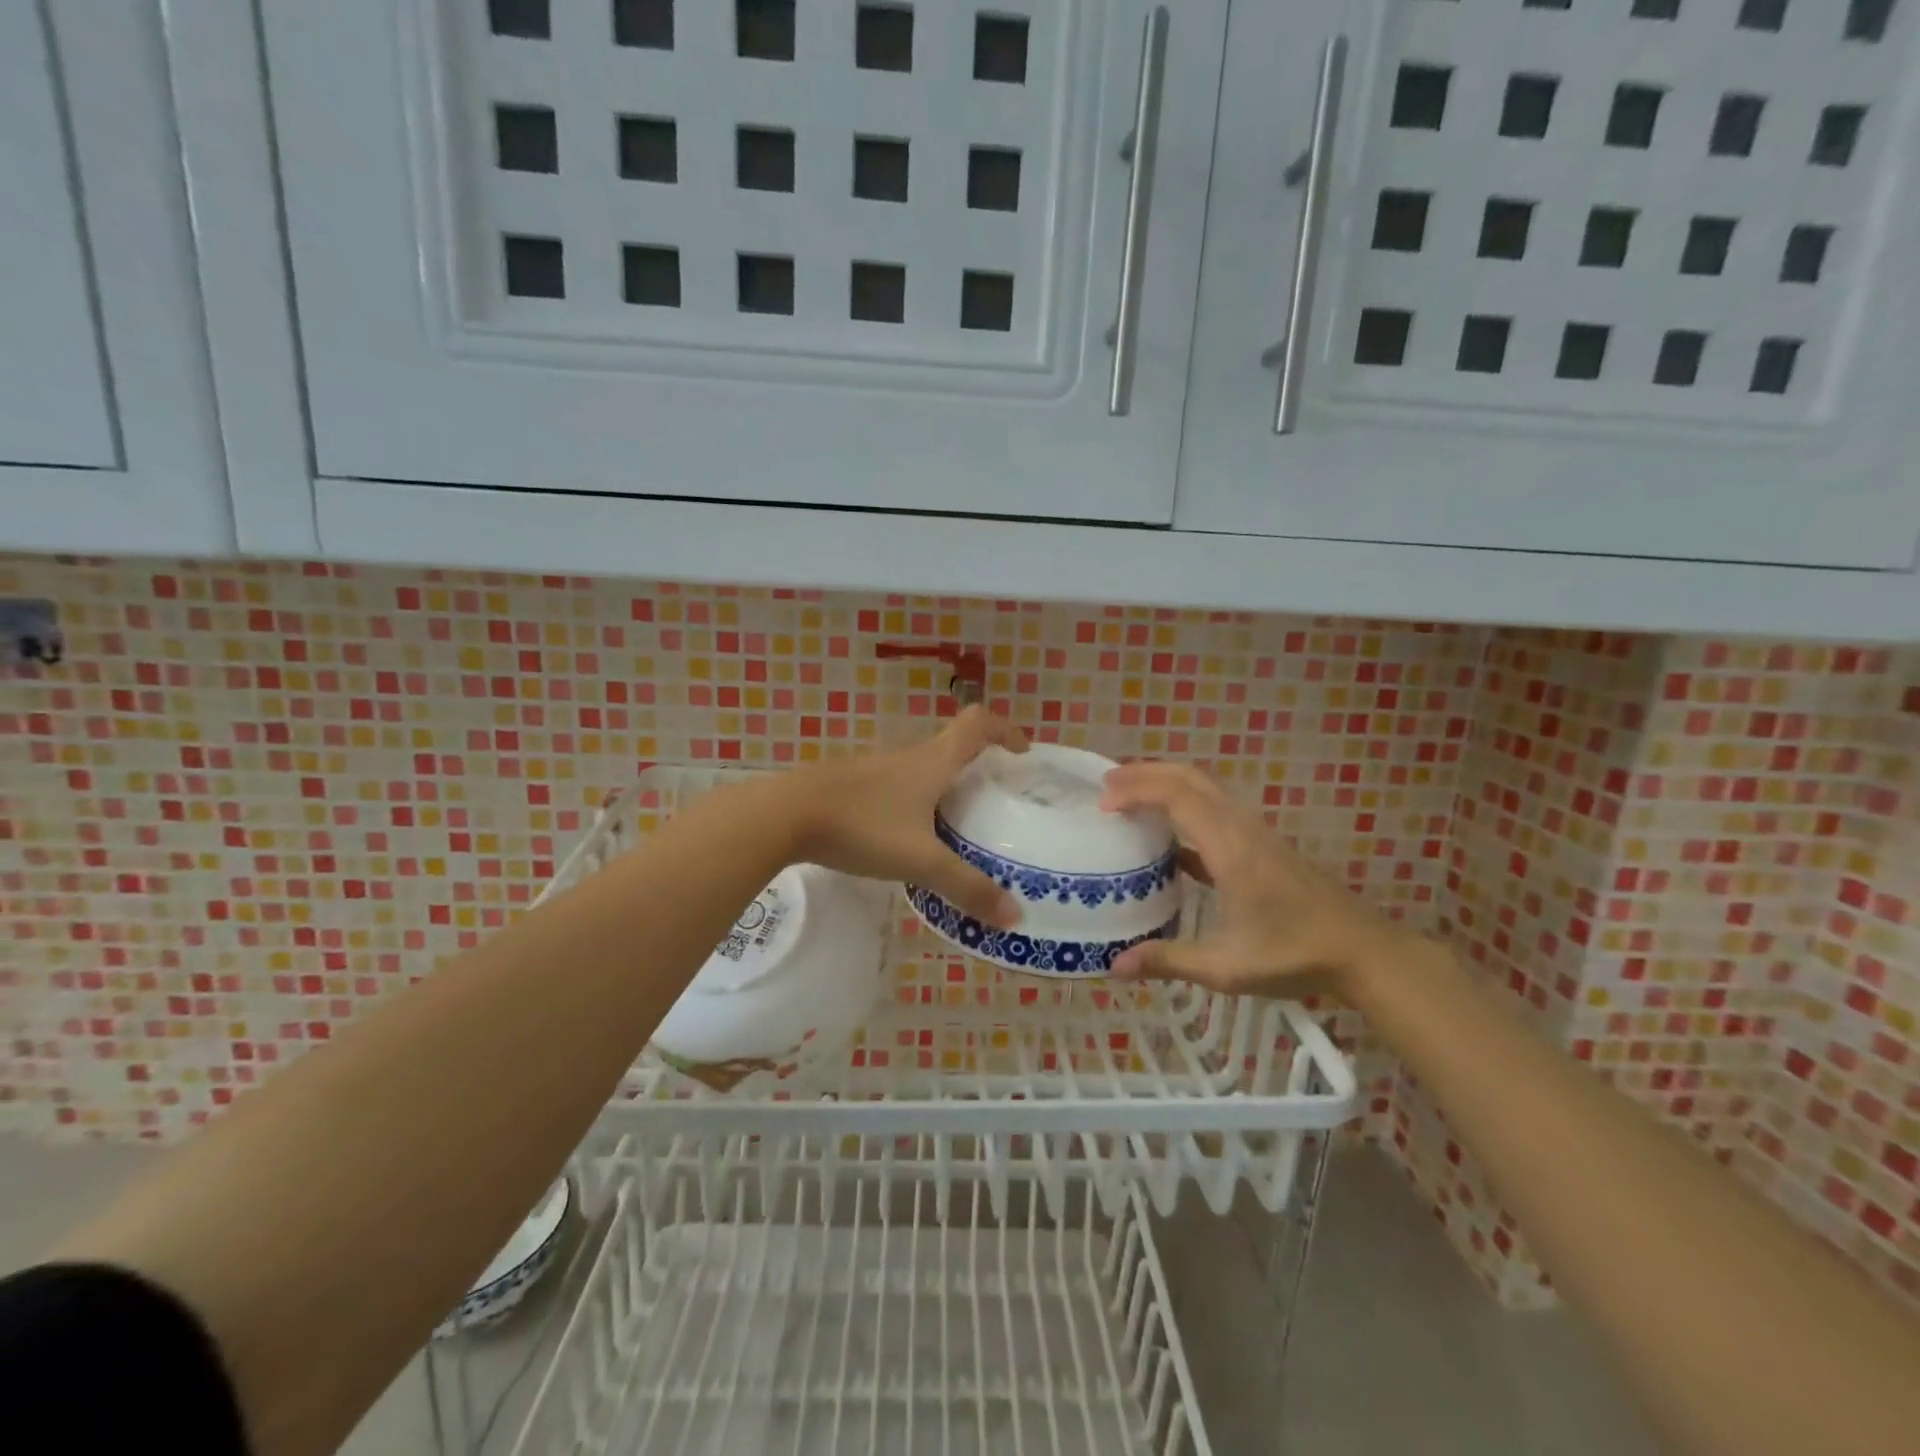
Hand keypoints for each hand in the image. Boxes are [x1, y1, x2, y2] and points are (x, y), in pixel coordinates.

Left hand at [777, 706, 1028, 927]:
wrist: (783, 816)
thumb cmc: (861, 827)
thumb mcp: (920, 861)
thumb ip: (967, 887)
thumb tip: (1014, 916)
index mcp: (932, 762)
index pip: (978, 724)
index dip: (1005, 730)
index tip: (1022, 752)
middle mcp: (906, 757)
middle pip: (951, 746)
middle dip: (977, 766)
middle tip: (993, 801)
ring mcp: (874, 769)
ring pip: (920, 769)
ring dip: (942, 786)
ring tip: (954, 826)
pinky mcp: (849, 786)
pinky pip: (894, 787)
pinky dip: (912, 803)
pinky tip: (904, 837)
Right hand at [1099, 761, 1406, 996]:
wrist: (1362, 951)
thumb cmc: (1294, 954)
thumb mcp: (1226, 966)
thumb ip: (1168, 960)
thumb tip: (1113, 965)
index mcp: (1230, 847)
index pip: (1177, 797)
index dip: (1136, 791)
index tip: (1102, 804)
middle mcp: (1241, 828)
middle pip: (1190, 778)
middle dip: (1145, 773)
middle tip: (1106, 784)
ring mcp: (1254, 834)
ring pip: (1205, 790)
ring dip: (1165, 785)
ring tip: (1129, 799)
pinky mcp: (1261, 846)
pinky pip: (1215, 812)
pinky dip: (1185, 811)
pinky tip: (1167, 843)